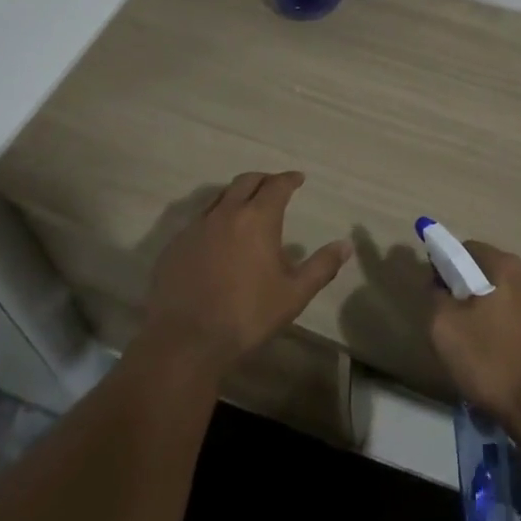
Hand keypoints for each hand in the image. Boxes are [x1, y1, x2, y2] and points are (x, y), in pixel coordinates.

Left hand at [143, 171, 351, 374]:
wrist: (185, 341)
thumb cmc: (246, 315)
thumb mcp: (293, 294)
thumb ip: (321, 266)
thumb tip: (346, 245)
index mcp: (257, 218)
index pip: (277, 185)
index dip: (289, 179)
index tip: (298, 179)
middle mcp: (226, 213)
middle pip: (246, 181)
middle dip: (263, 180)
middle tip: (273, 186)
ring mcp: (196, 227)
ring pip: (220, 198)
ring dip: (236, 196)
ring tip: (245, 209)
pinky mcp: (174, 246)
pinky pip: (198, 222)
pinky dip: (214, 220)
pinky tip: (217, 240)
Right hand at [429, 242, 520, 444]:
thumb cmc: (493, 363)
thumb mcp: (445, 328)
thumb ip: (436, 296)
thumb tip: (439, 284)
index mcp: (506, 266)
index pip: (467, 249)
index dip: (446, 266)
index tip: (437, 294)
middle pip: (489, 273)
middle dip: (468, 292)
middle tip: (454, 325)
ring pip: (507, 299)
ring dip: (489, 314)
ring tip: (478, 349)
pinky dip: (508, 333)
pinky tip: (502, 362)